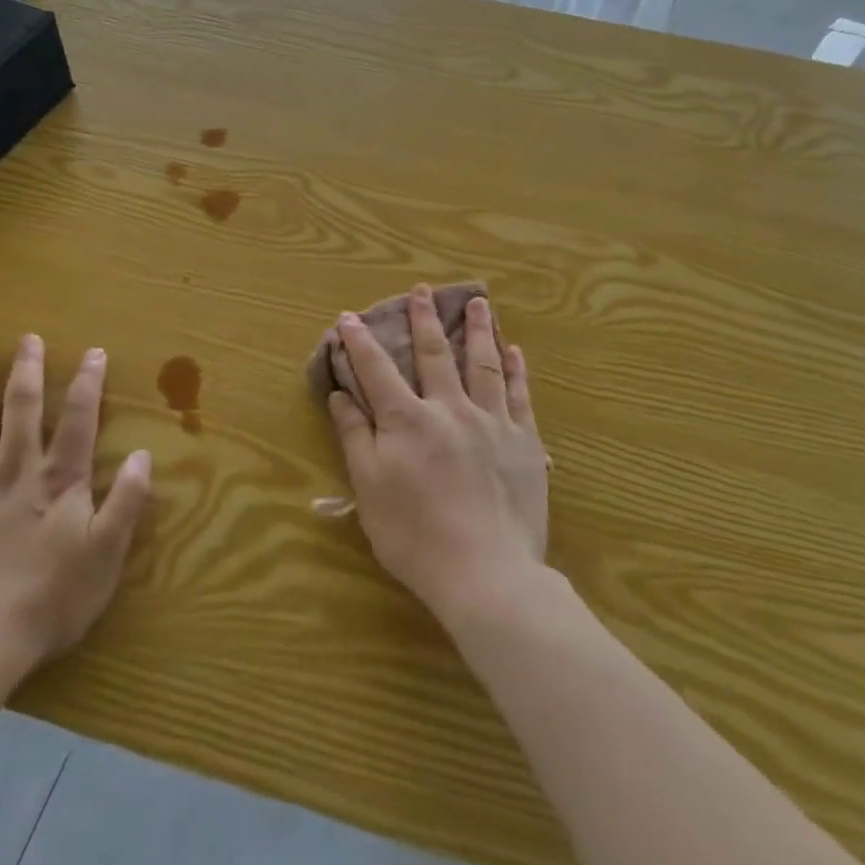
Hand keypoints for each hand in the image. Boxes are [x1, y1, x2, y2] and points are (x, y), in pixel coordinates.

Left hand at [0, 337, 152, 693]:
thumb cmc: (48, 602)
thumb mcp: (105, 556)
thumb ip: (126, 502)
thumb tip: (145, 455)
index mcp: (56, 482)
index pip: (77, 420)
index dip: (87, 383)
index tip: (93, 352)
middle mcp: (12, 472)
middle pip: (21, 410)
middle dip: (26, 371)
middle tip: (27, 338)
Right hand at [326, 287, 548, 621]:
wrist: (486, 574)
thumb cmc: (415, 536)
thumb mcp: (369, 489)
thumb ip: (355, 436)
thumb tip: (340, 394)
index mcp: (407, 420)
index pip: (377, 369)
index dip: (360, 341)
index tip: (349, 316)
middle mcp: (449, 408)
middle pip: (434, 353)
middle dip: (424, 319)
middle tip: (422, 290)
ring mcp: (491, 421)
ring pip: (483, 363)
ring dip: (479, 329)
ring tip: (479, 302)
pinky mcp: (524, 441)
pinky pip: (519, 396)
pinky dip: (516, 370)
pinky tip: (515, 351)